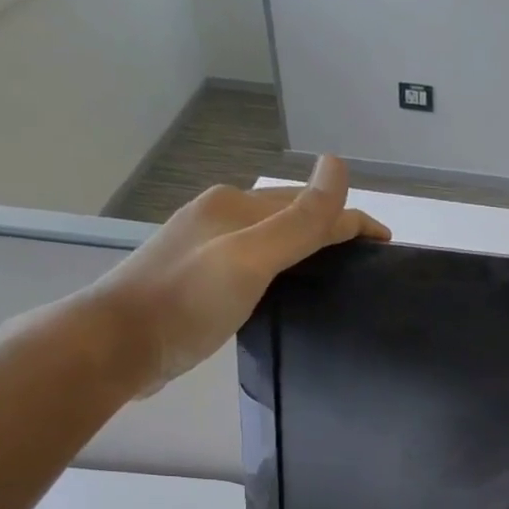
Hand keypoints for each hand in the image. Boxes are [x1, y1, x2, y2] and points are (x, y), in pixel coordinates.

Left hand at [86, 155, 388, 394]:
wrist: (119, 344)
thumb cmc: (188, 300)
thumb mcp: (251, 257)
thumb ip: (299, 220)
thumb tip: (339, 164)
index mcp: (235, 206)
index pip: (309, 204)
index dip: (352, 220)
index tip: (388, 245)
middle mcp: (221, 219)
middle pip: (290, 217)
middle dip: (332, 230)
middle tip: (368, 263)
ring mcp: (207, 250)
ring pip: (272, 242)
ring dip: (308, 250)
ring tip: (338, 276)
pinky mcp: (200, 282)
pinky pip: (256, 266)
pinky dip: (284, 272)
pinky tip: (289, 293)